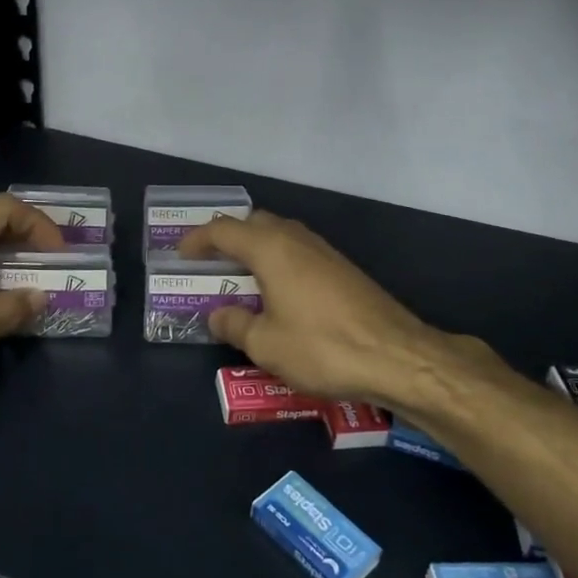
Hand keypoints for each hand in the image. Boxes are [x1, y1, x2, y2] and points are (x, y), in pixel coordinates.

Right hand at [179, 211, 501, 410]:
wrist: (396, 356)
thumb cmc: (321, 347)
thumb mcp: (266, 344)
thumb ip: (235, 324)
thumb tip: (218, 315)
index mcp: (271, 248)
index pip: (224, 230)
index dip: (198, 239)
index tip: (181, 254)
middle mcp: (297, 239)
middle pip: (254, 222)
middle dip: (229, 237)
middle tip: (211, 262)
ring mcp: (324, 251)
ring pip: (280, 234)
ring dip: (256, 247)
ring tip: (241, 276)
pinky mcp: (343, 268)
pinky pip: (299, 251)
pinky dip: (279, 260)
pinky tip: (279, 291)